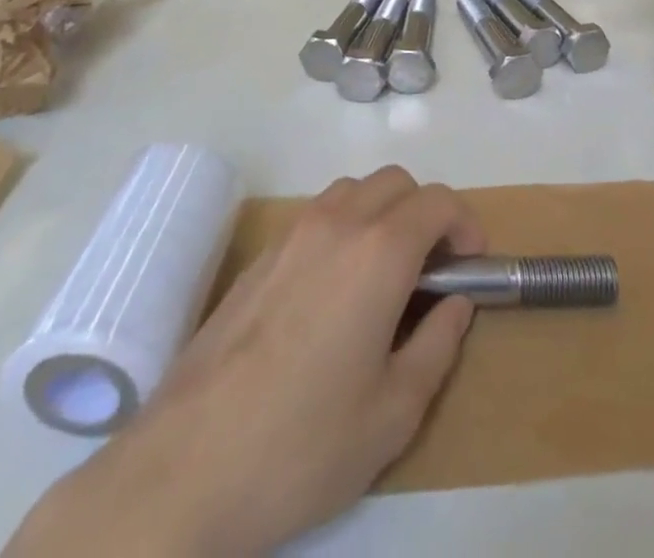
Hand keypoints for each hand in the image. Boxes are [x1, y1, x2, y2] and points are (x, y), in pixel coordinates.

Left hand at [8, 168, 483, 557]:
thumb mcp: (393, 414)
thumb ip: (437, 345)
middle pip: (396, 183)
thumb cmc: (302, 446)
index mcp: (379, 252)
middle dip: (426, 213)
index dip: (465, 224)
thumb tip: (455, 303)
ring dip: (383, 214)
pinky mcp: (258, 257)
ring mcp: (291, 234)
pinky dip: (343, 229)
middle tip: (432, 270)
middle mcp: (336, 223)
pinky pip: (316, 217)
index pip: (437, 201)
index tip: (471, 265)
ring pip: (353, 191)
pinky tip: (332, 294)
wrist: (182, 471)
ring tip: (384, 277)